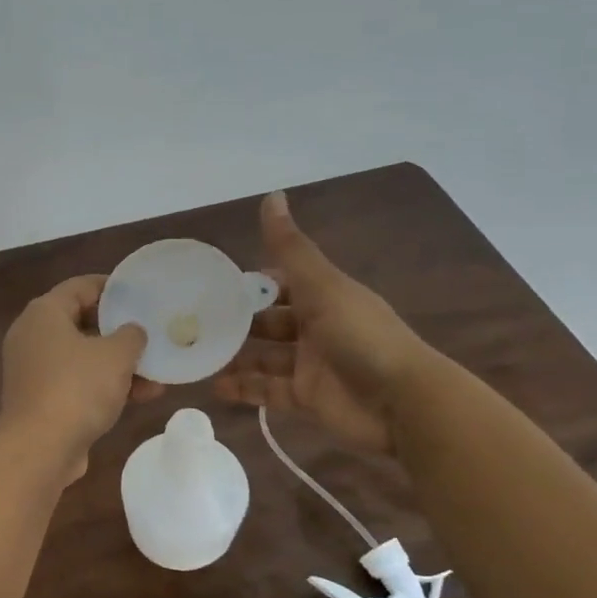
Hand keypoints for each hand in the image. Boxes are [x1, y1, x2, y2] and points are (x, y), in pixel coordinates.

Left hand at [0, 275, 152, 481]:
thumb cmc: (77, 389)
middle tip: (150, 332)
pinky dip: (104, 385)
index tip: (141, 293)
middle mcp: (32, 336)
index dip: (112, 287)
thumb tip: (132, 332)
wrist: (39, 449)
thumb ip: (131, 336)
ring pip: (82, 357)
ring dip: (118, 364)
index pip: (80, 286)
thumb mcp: (115, 356)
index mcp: (44, 313)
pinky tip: (141, 396)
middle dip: (119, 331)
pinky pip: (76, 382)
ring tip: (157, 372)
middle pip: (81, 322)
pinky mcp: (39, 399)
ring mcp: (33, 370)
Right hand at [214, 192, 433, 454]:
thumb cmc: (361, 335)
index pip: (282, 284)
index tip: (213, 285)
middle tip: (194, 323)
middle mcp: (316, 329)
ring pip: (264, 358)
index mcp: (324, 297)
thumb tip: (272, 195)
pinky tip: (213, 386)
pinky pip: (267, 391)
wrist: (402, 402)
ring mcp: (310, 366)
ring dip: (234, 356)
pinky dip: (243, 389)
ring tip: (196, 355)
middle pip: (269, 322)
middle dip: (238, 322)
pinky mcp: (306, 399)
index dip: (252, 284)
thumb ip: (291, 248)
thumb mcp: (322, 286)